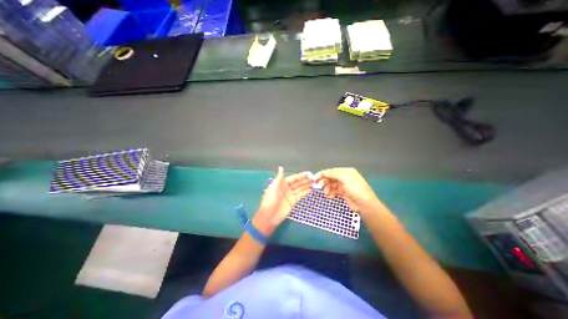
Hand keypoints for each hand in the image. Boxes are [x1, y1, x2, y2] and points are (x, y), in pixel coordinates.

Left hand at [253, 166, 312, 235]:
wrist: (269, 216)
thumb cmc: (270, 200)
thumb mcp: (273, 187)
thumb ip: (279, 178)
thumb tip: (281, 167)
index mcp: (282, 183)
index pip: (294, 178)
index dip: (301, 176)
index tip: (309, 173)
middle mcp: (287, 188)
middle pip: (298, 183)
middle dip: (306, 180)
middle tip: (315, 178)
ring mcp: (291, 195)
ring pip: (301, 188)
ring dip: (307, 186)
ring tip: (315, 183)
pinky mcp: (293, 201)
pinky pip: (301, 195)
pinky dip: (306, 192)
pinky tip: (312, 189)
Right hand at [315, 168, 380, 215]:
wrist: (365, 205)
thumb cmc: (356, 189)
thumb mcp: (345, 178)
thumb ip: (334, 174)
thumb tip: (324, 172)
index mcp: (345, 172)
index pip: (331, 171)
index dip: (323, 174)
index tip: (315, 178)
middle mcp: (343, 177)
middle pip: (330, 178)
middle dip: (324, 182)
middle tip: (319, 187)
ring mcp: (343, 185)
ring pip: (330, 185)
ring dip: (327, 188)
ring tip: (327, 193)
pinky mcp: (342, 193)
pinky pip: (333, 191)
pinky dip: (330, 193)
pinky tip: (330, 196)